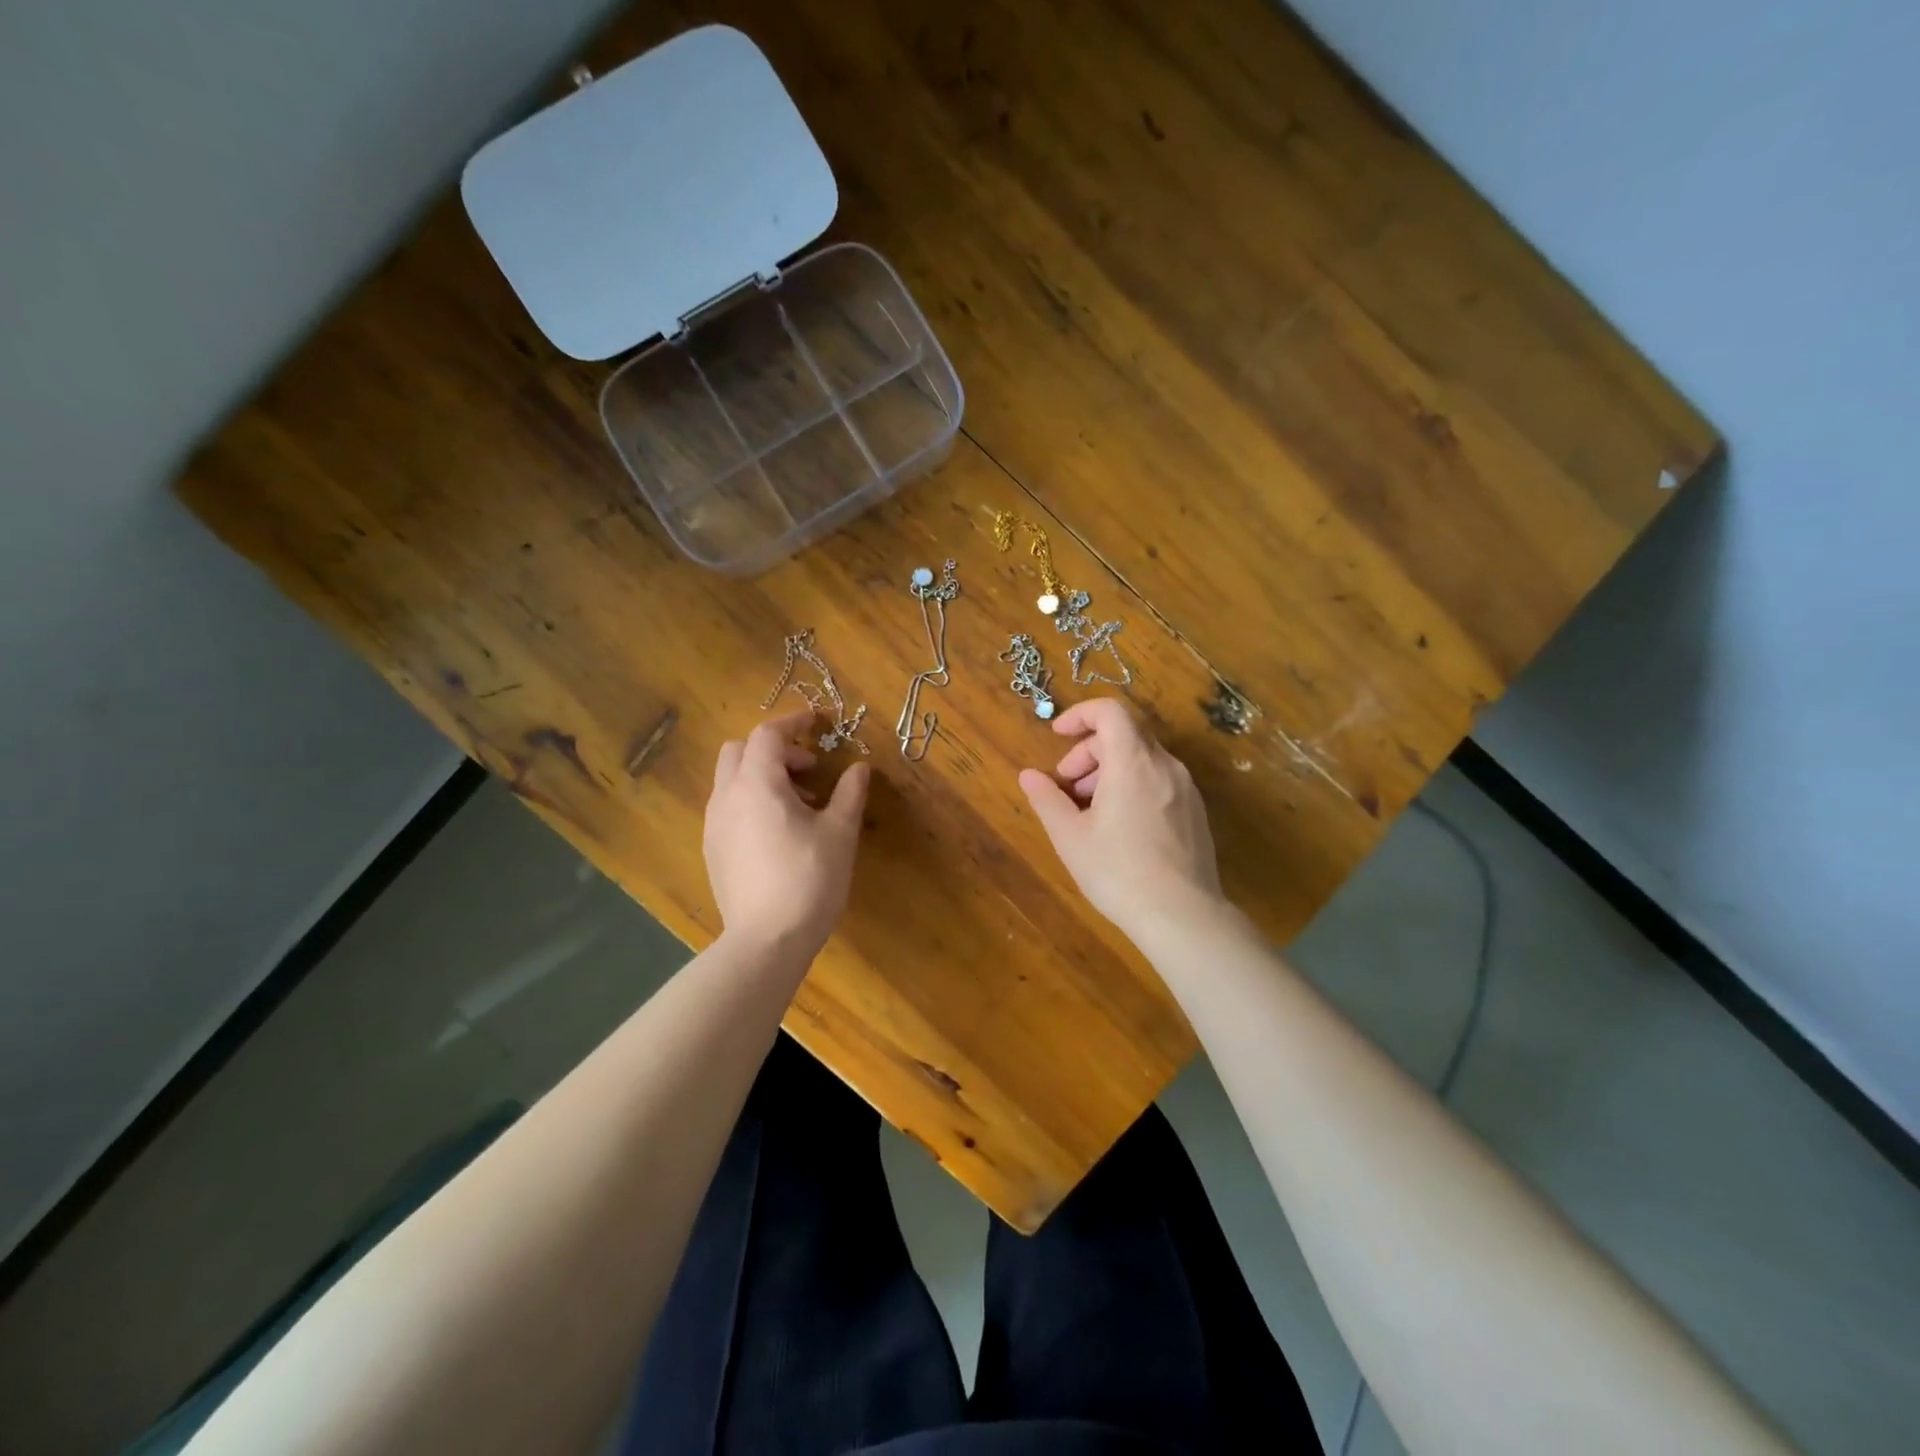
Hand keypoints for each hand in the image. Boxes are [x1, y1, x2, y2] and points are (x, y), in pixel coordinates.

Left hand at [705, 711, 870, 959]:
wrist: (766, 941)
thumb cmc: (809, 880)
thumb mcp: (840, 833)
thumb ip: (849, 793)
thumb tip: (860, 768)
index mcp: (757, 784)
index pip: (767, 734)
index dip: (793, 723)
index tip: (817, 724)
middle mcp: (727, 797)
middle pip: (739, 750)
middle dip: (773, 749)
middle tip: (808, 770)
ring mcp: (714, 825)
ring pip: (731, 780)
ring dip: (762, 776)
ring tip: (799, 805)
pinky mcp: (712, 851)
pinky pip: (728, 808)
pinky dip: (751, 801)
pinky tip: (778, 833)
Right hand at [1018, 699, 1224, 937]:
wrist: (1183, 916)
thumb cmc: (1118, 872)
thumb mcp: (1070, 836)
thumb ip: (1047, 799)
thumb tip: (1028, 775)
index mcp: (1133, 762)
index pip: (1110, 711)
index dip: (1080, 715)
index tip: (1057, 735)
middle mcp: (1165, 765)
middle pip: (1124, 735)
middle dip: (1088, 752)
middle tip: (1066, 787)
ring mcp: (1186, 788)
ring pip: (1142, 759)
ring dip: (1109, 771)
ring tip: (1089, 810)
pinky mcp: (1195, 811)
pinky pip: (1159, 780)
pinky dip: (1133, 785)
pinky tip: (1119, 827)